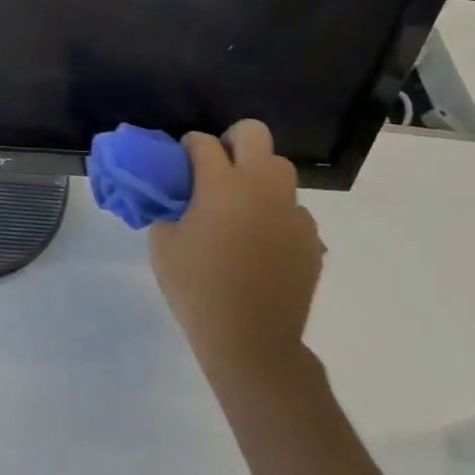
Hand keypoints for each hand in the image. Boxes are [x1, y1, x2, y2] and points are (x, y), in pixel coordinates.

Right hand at [148, 120, 323, 387]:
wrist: (251, 340)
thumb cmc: (197, 287)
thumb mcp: (163, 242)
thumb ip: (167, 208)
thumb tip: (175, 197)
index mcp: (221, 185)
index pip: (203, 142)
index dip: (188, 146)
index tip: (179, 161)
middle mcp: (262, 188)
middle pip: (254, 134)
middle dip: (232, 141)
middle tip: (216, 168)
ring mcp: (292, 213)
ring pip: (280, 169)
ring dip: (258, 175)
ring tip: (240, 205)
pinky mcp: (311, 239)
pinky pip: (293, 210)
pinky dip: (275, 213)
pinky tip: (259, 241)